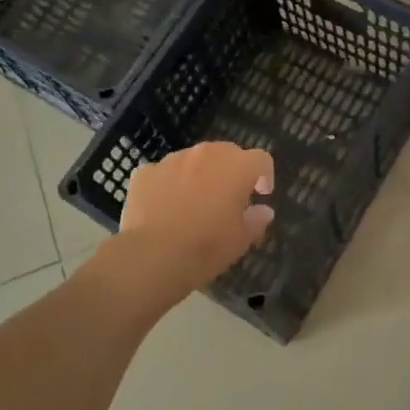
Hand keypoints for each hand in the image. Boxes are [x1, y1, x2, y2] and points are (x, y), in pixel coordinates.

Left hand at [118, 142, 275, 288]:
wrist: (152, 257)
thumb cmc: (206, 247)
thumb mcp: (240, 240)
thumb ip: (256, 220)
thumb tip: (264, 211)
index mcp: (236, 167)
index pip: (261, 159)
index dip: (264, 175)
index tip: (261, 194)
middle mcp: (205, 154)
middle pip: (226, 153)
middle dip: (231, 171)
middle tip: (228, 197)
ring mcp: (172, 160)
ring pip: (193, 160)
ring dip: (199, 175)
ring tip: (194, 203)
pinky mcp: (145, 172)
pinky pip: (163, 173)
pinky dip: (168, 185)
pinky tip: (164, 208)